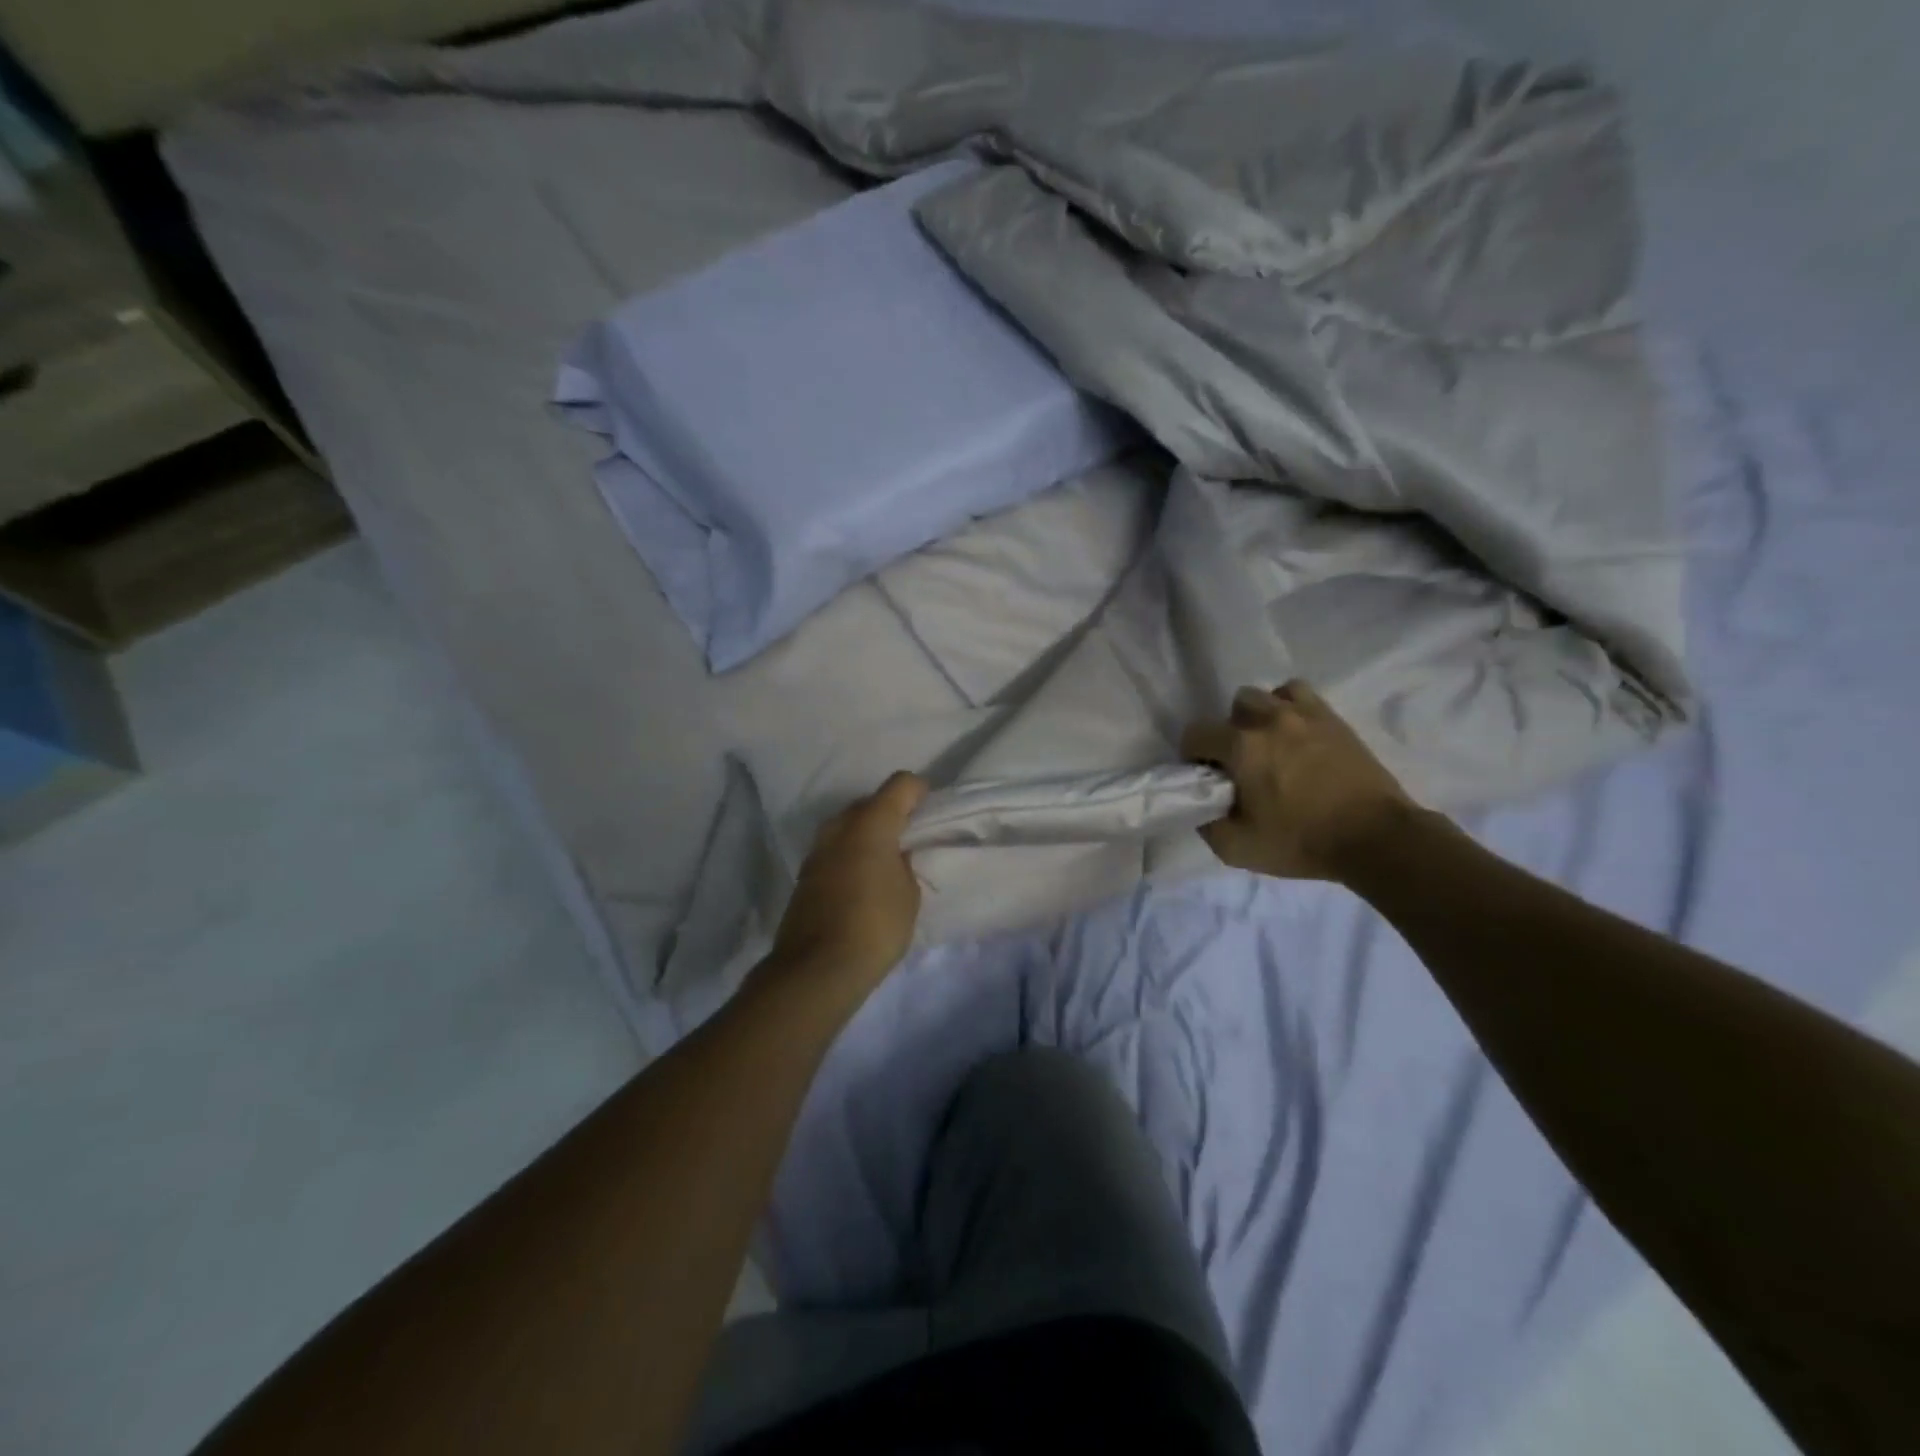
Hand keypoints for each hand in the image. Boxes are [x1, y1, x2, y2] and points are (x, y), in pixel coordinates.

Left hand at [768, 771, 929, 998]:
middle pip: (869, 803)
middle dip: (890, 813)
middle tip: (909, 839)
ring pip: (847, 826)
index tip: (930, 809)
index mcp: (871, 823)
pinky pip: (834, 851)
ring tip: (885, 862)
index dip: (919, 791)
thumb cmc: (875, 926)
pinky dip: (849, 856)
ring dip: (866, 835)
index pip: (900, 784)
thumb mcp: (909, 895)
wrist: (816, 969)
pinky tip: (862, 882)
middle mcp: (840, 826)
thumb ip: (905, 865)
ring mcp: (817, 850)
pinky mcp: (804, 874)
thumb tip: (895, 856)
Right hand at [1180, 681, 1420, 883]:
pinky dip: (1291, 709)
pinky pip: (1302, 697)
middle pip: (1234, 706)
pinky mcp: (1335, 720)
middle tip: (1240, 762)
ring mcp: (1306, 715)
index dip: (1193, 756)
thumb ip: (1206, 823)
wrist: (1377, 838)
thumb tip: (1201, 806)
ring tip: (1270, 744)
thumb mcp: (1237, 848)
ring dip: (1262, 715)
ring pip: (1269, 694)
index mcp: (1242, 747)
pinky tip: (1296, 736)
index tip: (1207, 777)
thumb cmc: (1302, 842)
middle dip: (1230, 731)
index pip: (1196, 733)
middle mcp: (1270, 719)